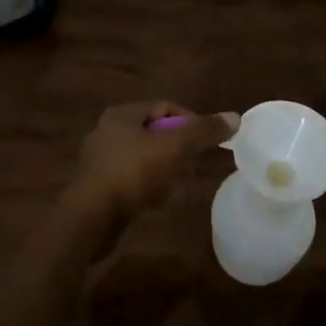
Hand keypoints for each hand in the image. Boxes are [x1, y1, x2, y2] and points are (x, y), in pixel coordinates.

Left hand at [66, 100, 238, 224]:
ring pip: (144, 157)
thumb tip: (235, 116)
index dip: (189, 119)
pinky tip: (160, 200)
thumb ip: (203, 131)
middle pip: (154, 132)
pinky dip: (149, 186)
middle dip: (178, 147)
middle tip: (195, 163)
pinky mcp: (98, 187)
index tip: (205, 140)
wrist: (91, 218)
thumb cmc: (132, 172)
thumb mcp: (174, 147)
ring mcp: (100, 160)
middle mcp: (107, 131)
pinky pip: (132, 180)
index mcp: (121, 114)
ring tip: (180, 184)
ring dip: (165, 169)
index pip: (164, 106)